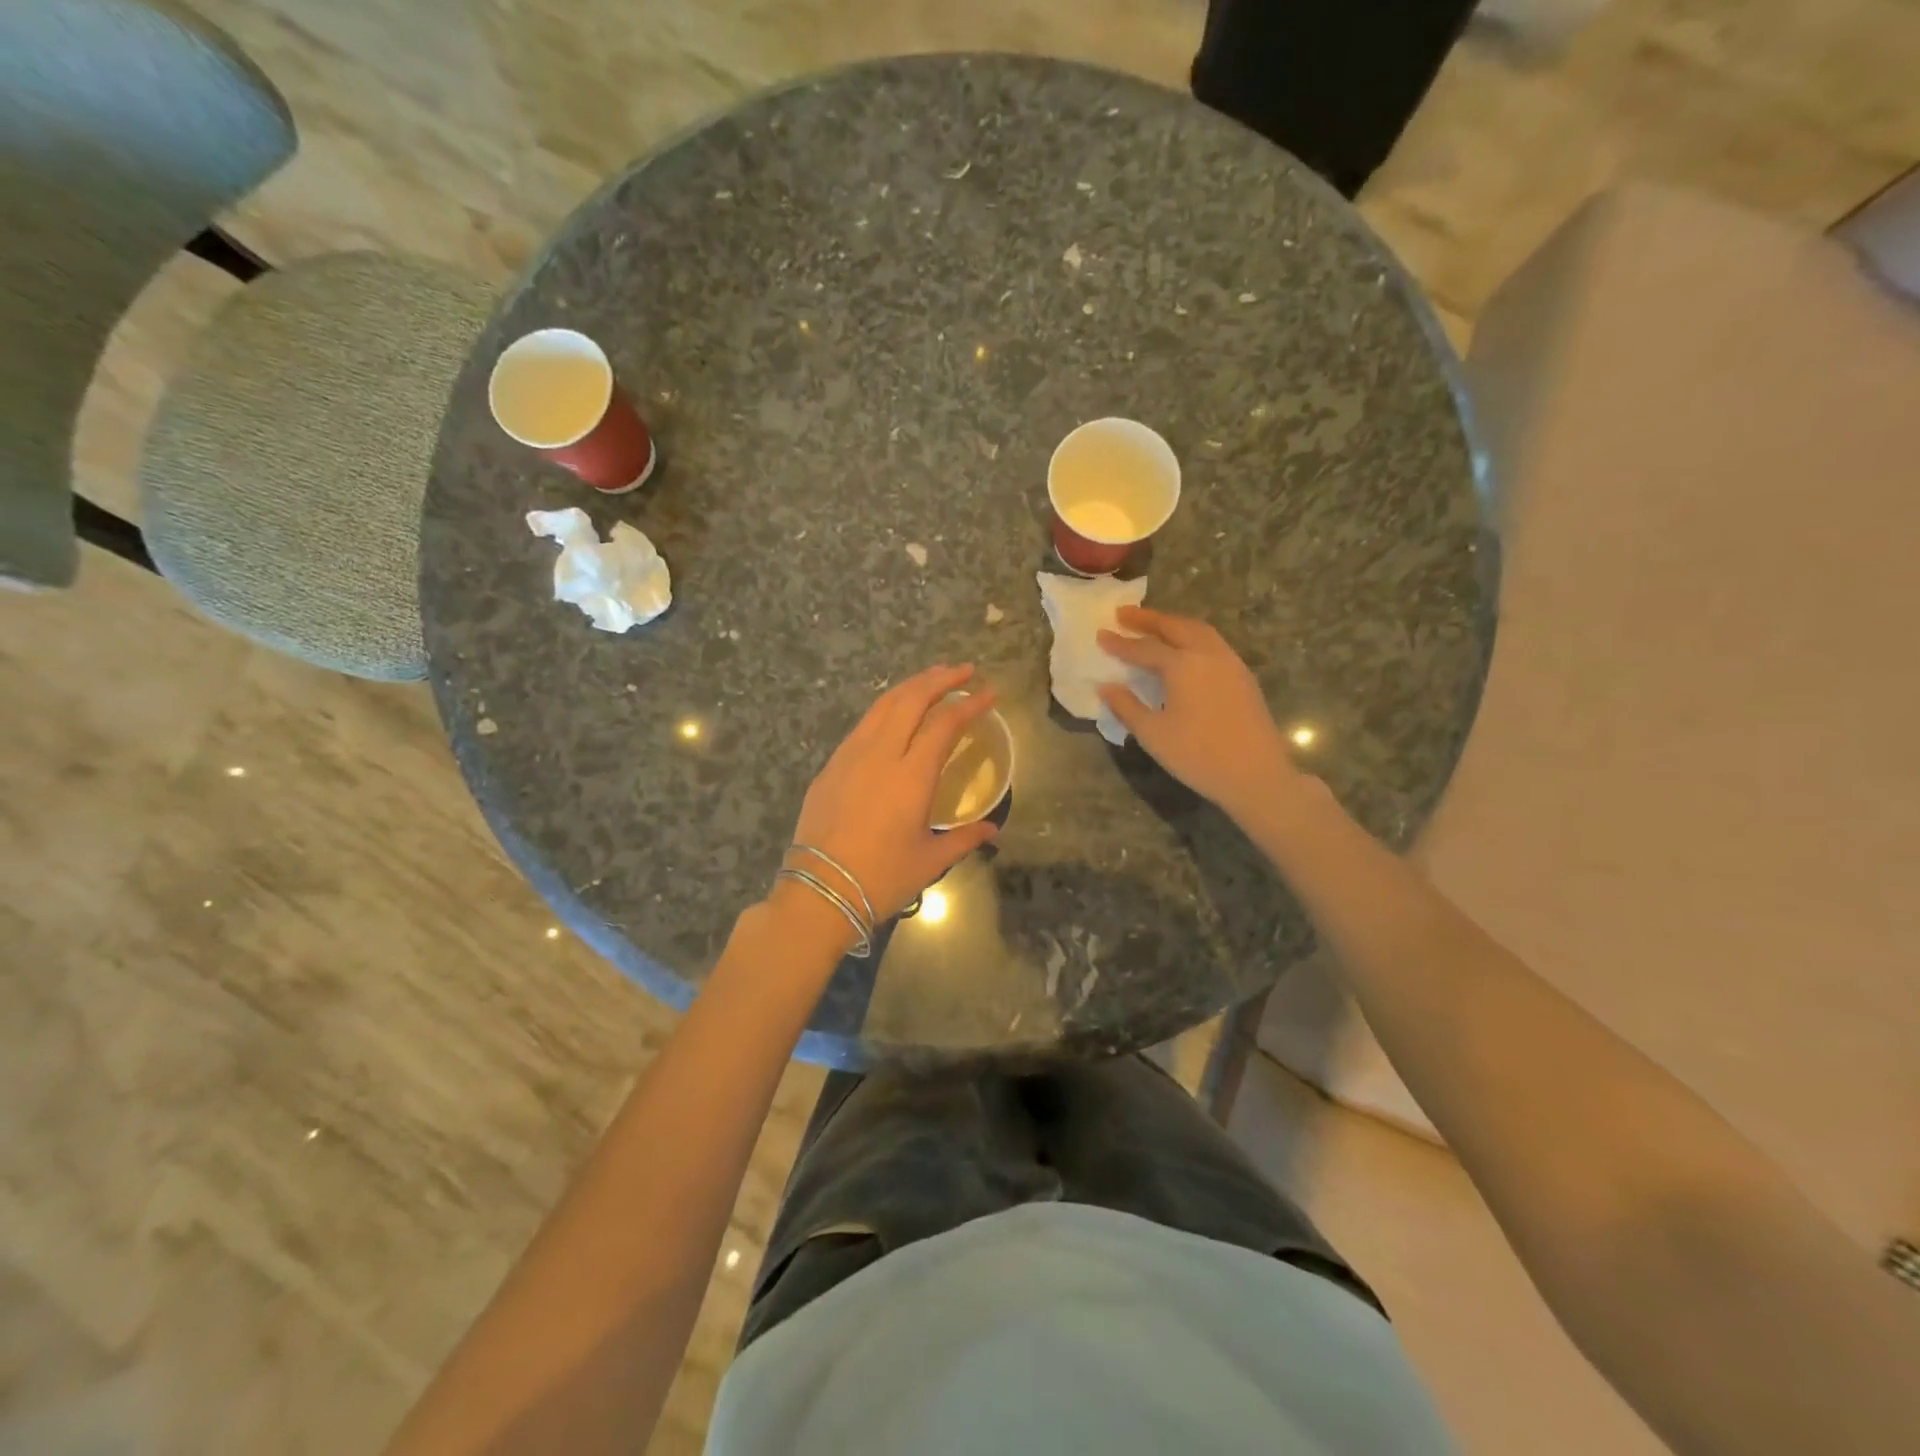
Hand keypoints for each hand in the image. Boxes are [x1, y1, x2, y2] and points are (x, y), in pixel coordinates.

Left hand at [788, 664, 1000, 922]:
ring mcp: (850, 756)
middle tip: (964, 671)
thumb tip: (992, 828)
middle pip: (911, 699)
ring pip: (883, 705)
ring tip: (932, 680)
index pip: (945, 724)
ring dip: (911, 687)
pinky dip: (886, 709)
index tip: (989, 693)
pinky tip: (894, 715)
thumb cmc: (881, 878)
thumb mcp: (930, 861)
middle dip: (940, 678)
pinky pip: (863, 725)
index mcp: (911, 776)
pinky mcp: (831, 766)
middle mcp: (881, 754)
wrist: (819, 892)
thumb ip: (965, 839)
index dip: (970, 704)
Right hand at [1096, 608, 1301, 822]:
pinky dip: (1192, 636)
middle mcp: (1208, 655)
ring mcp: (1230, 663)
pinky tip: (1184, 650)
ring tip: (1153, 626)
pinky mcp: (1243, 676)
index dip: (1120, 642)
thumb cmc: (1198, 756)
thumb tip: (1106, 687)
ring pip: (1199, 631)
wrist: (1256, 775)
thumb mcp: (1153, 734)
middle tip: (1123, 614)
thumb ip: (1127, 706)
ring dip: (1173, 623)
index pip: (1144, 648)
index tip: (1100, 634)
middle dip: (1148, 619)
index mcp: (1183, 666)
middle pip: (1175, 627)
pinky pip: (1213, 643)